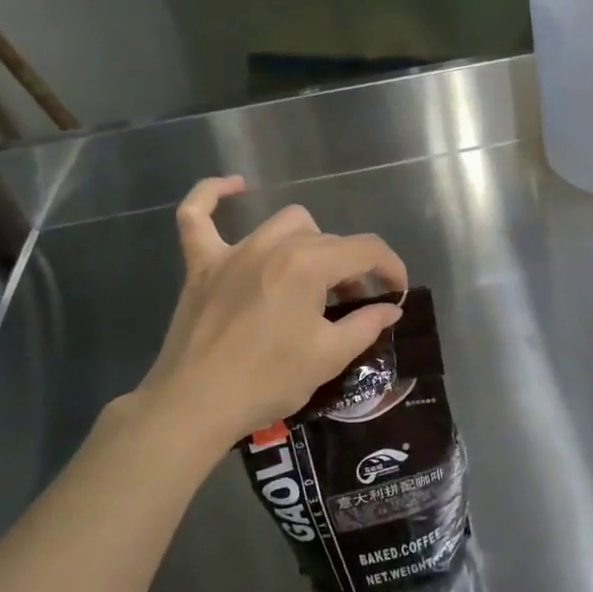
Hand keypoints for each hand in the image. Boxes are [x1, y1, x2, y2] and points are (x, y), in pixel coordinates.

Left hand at [134, 177, 408, 448]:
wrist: (195, 405)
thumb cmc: (268, 381)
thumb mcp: (329, 357)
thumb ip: (366, 325)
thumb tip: (391, 308)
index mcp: (308, 265)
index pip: (365, 249)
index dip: (390, 268)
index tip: (397, 292)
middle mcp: (272, 245)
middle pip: (327, 240)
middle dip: (350, 267)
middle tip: (353, 305)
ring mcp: (232, 251)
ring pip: (284, 225)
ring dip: (308, 243)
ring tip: (312, 276)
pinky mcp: (201, 264)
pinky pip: (197, 216)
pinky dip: (213, 195)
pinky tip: (234, 186)